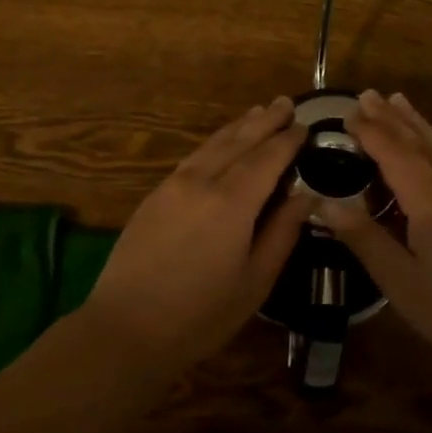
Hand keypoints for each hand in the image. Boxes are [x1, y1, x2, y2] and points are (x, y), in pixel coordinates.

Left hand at [82, 96, 307, 376]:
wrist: (125, 329)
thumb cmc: (200, 314)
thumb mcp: (255, 281)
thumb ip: (282, 233)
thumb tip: (306, 196)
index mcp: (232, 202)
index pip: (268, 158)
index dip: (288, 140)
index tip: (306, 126)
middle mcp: (203, 181)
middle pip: (240, 140)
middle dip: (266, 120)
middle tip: (287, 103)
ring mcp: (175, 184)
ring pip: (214, 143)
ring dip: (240, 125)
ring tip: (259, 111)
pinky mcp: (156, 194)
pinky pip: (195, 155)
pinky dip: (216, 141)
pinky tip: (223, 142)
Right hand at [329, 90, 431, 374]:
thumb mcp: (401, 281)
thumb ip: (364, 238)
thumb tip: (325, 204)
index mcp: (430, 199)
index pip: (393, 152)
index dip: (369, 131)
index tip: (347, 113)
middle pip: (418, 140)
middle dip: (391, 116)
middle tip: (369, 93)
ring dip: (417, 123)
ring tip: (399, 102)